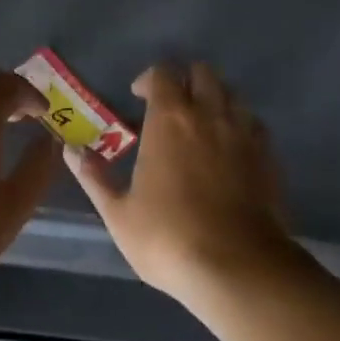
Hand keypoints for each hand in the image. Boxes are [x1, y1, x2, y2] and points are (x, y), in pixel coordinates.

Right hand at [66, 62, 296, 305]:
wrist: (239, 267)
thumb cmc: (169, 238)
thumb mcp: (119, 214)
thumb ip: (94, 177)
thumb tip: (71, 151)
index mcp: (170, 120)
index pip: (163, 74)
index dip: (150, 79)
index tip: (138, 97)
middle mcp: (210, 115)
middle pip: (203, 73)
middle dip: (185, 81)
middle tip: (171, 106)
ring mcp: (245, 133)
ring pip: (232, 94)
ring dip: (214, 99)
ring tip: (201, 125)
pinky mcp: (269, 156)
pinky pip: (254, 123)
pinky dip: (240, 125)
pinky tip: (230, 149)